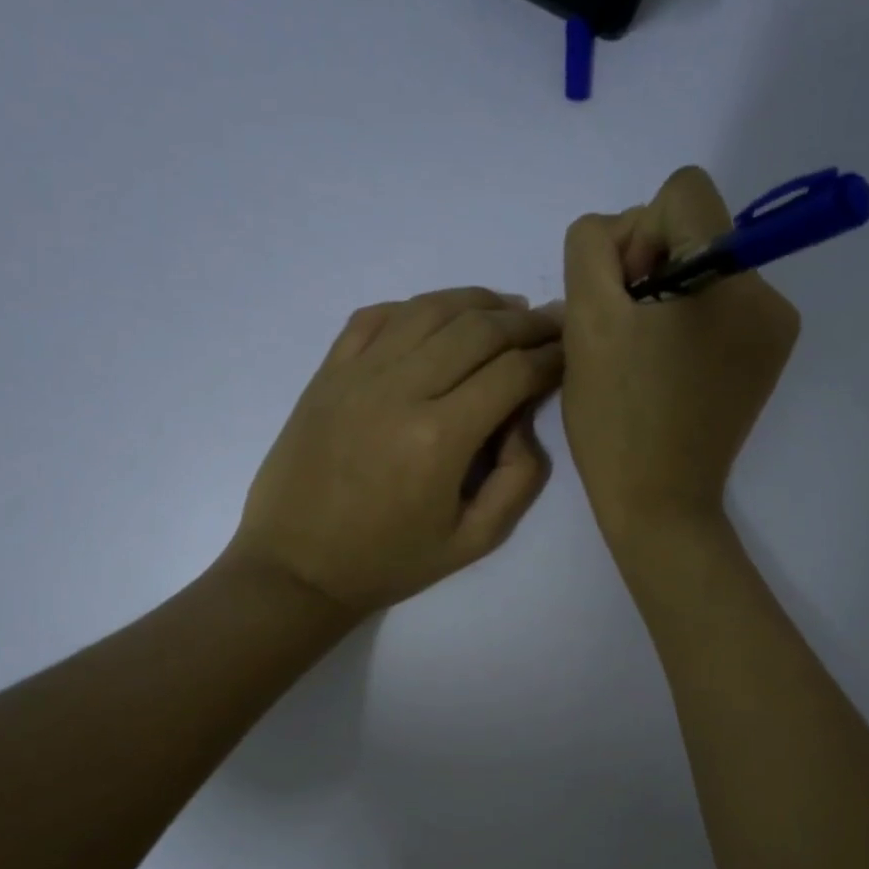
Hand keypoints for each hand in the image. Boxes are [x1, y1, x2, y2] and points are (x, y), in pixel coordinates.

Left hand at [230, 287, 562, 616]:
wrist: (297, 567)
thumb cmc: (389, 561)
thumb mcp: (474, 541)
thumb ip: (519, 479)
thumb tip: (523, 418)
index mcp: (439, 438)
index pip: (512, 372)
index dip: (550, 355)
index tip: (570, 351)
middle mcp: (399, 390)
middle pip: (477, 329)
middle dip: (525, 322)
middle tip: (552, 321)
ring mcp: (357, 374)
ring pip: (429, 309)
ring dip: (477, 302)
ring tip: (506, 309)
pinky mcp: (327, 373)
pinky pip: (376, 316)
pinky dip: (416, 307)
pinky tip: (439, 317)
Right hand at [561, 166, 800, 546]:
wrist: (659, 503)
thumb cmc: (617, 419)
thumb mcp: (585, 321)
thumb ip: (594, 247)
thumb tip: (627, 236)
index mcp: (730, 278)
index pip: (684, 192)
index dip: (638, 233)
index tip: (624, 295)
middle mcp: (768, 294)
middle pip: (697, 228)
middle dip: (650, 267)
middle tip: (625, 334)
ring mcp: (774, 331)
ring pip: (705, 268)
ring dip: (665, 297)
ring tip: (642, 358)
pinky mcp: (766, 359)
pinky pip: (720, 307)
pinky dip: (687, 324)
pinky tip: (665, 370)